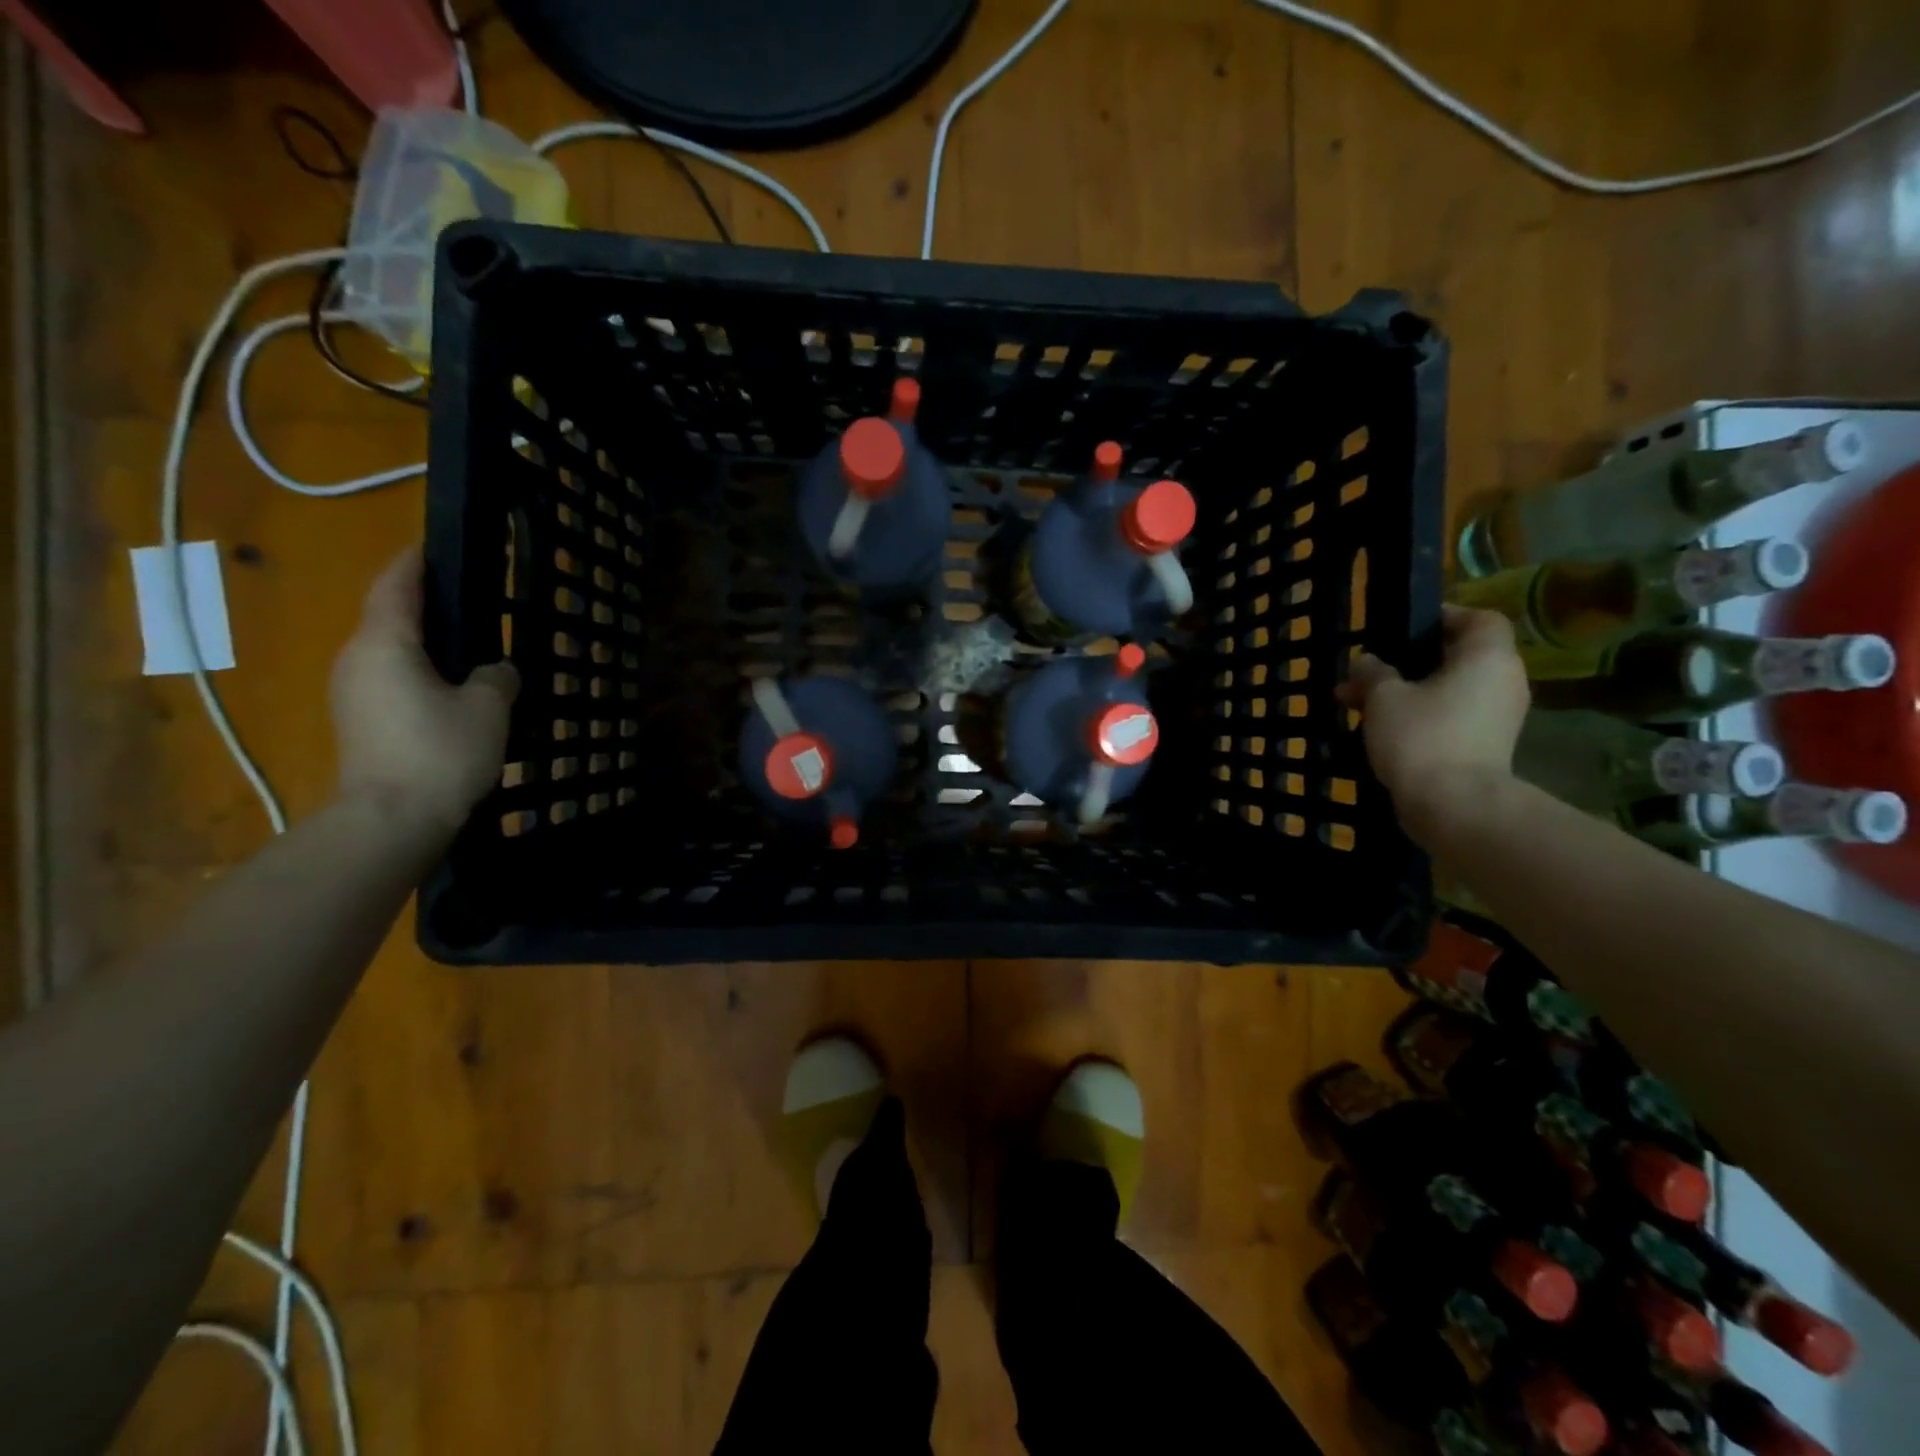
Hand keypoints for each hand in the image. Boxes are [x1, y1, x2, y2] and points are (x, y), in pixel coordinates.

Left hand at [330, 546, 518, 833]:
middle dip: (422, 604)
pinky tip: (451, 688)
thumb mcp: (488, 707)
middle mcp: (356, 659)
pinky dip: (418, 672)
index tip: (433, 544)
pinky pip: (390, 680)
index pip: (396, 585)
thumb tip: (495, 670)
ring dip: (422, 643)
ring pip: (389, 652)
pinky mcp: (359, 723)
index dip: (415, 562)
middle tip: (466, 600)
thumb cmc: (440, 751)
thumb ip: (496, 676)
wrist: (391, 821)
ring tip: (466, 645)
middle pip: (388, 617)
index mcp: (384, 643)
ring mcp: (351, 693)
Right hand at [1336, 604, 1529, 846]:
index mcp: (1487, 657)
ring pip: (1448, 691)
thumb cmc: (1422, 736)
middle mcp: (1503, 681)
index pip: (1479, 619)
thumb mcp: (1383, 697)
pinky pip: (1451, 717)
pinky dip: (1420, 717)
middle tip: (1366, 674)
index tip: (1404, 630)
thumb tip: (1367, 662)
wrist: (1454, 805)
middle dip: (1408, 664)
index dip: (1444, 618)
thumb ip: (1373, 673)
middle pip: (1457, 658)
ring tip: (1360, 706)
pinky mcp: (1486, 746)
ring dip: (1407, 693)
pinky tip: (1381, 731)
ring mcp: (1498, 717)